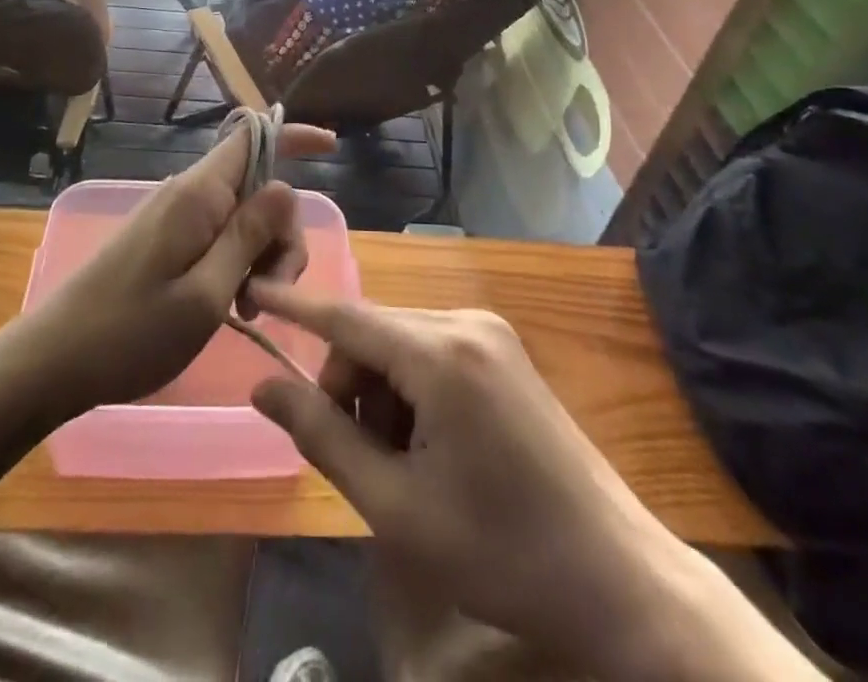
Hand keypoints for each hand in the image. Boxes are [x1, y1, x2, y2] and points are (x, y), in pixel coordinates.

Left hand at [15, 121, 336, 418]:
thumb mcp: (205, 294)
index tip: (332, 149)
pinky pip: (219, 236)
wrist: (51, 363)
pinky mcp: (166, 241)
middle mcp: (188, 194)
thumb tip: (286, 187)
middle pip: (257, 187)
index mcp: (197, 194)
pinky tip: (235, 307)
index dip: (294, 134)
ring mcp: (175, 217)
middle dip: (281, 232)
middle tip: (272, 293)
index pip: (252, 136)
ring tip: (249, 309)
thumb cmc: (129, 334)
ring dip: (261, 256)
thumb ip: (248, 237)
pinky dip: (239, 265)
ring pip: (242, 217)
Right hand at [247, 289, 648, 656]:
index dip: (293, 304)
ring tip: (401, 464)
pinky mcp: (503, 351)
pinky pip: (431, 351)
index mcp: (441, 354)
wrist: (617, 578)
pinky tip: (431, 446)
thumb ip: (323, 435)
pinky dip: (410, 389)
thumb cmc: (502, 552)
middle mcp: (465, 322)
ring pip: (399, 342)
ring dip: (379, 393)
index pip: (346, 316)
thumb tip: (263, 386)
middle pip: (372, 333)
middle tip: (357, 457)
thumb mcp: (397, 506)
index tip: (250, 288)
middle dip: (348, 385)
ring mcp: (490, 332)